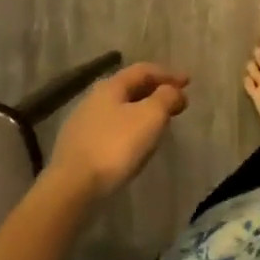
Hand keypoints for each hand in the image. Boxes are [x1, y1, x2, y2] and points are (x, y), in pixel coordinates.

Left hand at [50, 63, 189, 198]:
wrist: (71, 189)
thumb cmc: (115, 146)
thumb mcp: (150, 117)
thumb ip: (166, 98)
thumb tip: (173, 91)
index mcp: (111, 86)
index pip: (144, 70)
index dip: (168, 74)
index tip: (188, 82)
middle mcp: (94, 99)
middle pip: (130, 89)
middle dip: (155, 93)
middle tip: (175, 102)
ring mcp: (82, 124)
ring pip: (119, 110)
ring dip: (142, 112)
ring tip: (158, 124)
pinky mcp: (77, 149)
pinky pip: (110, 130)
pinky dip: (128, 130)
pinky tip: (134, 145)